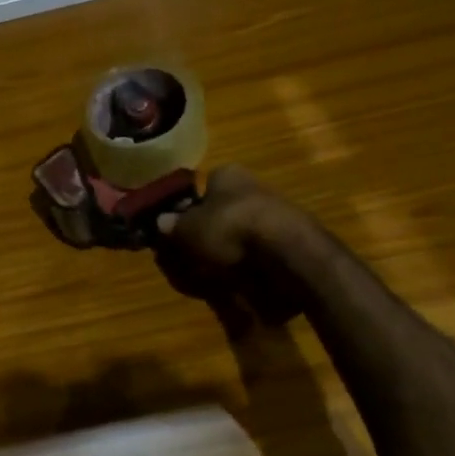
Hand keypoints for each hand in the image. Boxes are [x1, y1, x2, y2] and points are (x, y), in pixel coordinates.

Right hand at [158, 165, 286, 268]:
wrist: (287, 253)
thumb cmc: (228, 228)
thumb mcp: (187, 229)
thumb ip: (172, 226)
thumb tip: (161, 221)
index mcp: (227, 174)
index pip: (203, 186)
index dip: (188, 208)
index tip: (179, 230)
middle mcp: (253, 186)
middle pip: (222, 210)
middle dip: (208, 232)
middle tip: (192, 255)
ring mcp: (276, 212)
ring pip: (242, 232)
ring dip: (228, 250)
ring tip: (213, 274)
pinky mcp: (293, 240)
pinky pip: (261, 252)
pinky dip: (249, 265)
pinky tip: (239, 280)